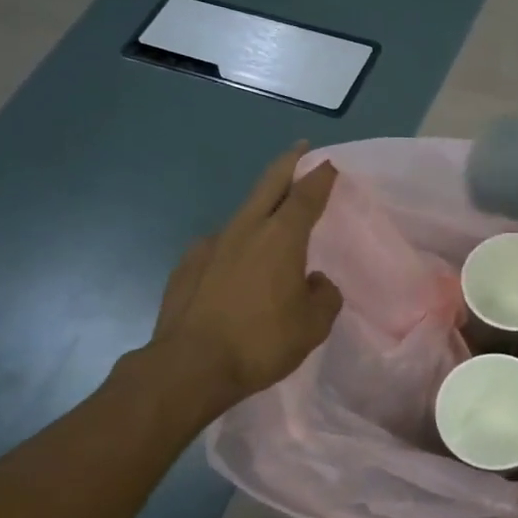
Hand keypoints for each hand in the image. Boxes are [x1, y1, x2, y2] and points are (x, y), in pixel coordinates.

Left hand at [145, 143, 342, 407]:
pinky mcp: (187, 264)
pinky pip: (221, 246)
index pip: (307, 195)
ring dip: (261, 208)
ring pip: (243, 214)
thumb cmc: (261, 342)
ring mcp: (211, 244)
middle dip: (288, 164)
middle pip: (269, 184)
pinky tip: (237, 268)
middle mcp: (246, 230)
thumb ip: (324, 296)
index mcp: (281, 238)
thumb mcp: (313, 326)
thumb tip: (316, 282)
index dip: (321, 176)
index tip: (330, 163)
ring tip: (273, 223)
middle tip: (301, 150)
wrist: (190, 366)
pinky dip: (236, 246)